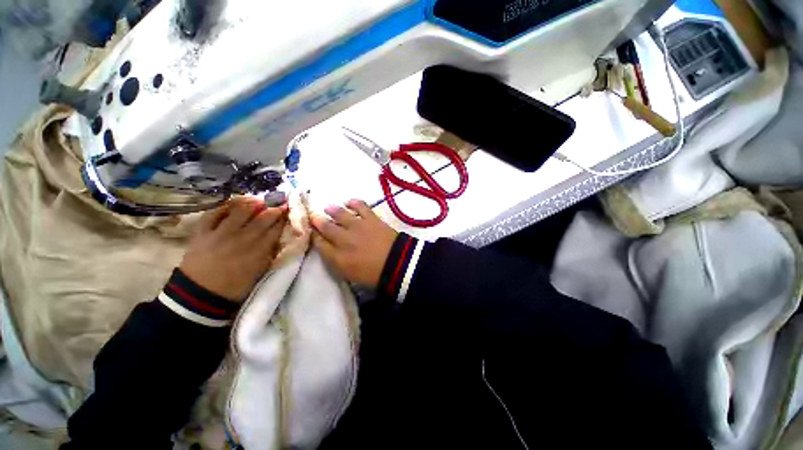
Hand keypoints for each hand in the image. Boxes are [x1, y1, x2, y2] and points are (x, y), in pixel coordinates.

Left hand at [180, 197, 287, 301]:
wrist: (200, 294)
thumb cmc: (235, 286)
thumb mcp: (260, 272)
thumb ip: (269, 253)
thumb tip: (278, 239)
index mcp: (259, 250)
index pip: (276, 229)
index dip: (284, 218)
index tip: (289, 211)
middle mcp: (243, 238)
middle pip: (263, 217)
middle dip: (274, 208)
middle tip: (280, 202)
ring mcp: (221, 233)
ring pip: (240, 211)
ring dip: (252, 203)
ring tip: (258, 200)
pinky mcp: (202, 232)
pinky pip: (213, 213)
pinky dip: (224, 207)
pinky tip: (232, 205)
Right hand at [312, 200, 397, 287]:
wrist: (397, 263)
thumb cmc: (374, 275)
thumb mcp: (350, 275)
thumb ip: (337, 262)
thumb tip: (329, 251)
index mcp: (337, 257)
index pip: (320, 244)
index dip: (315, 236)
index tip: (312, 232)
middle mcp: (343, 239)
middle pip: (325, 227)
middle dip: (317, 221)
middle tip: (314, 216)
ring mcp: (357, 226)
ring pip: (339, 214)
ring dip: (331, 210)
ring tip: (327, 207)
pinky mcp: (370, 218)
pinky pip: (359, 206)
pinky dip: (353, 202)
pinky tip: (348, 202)